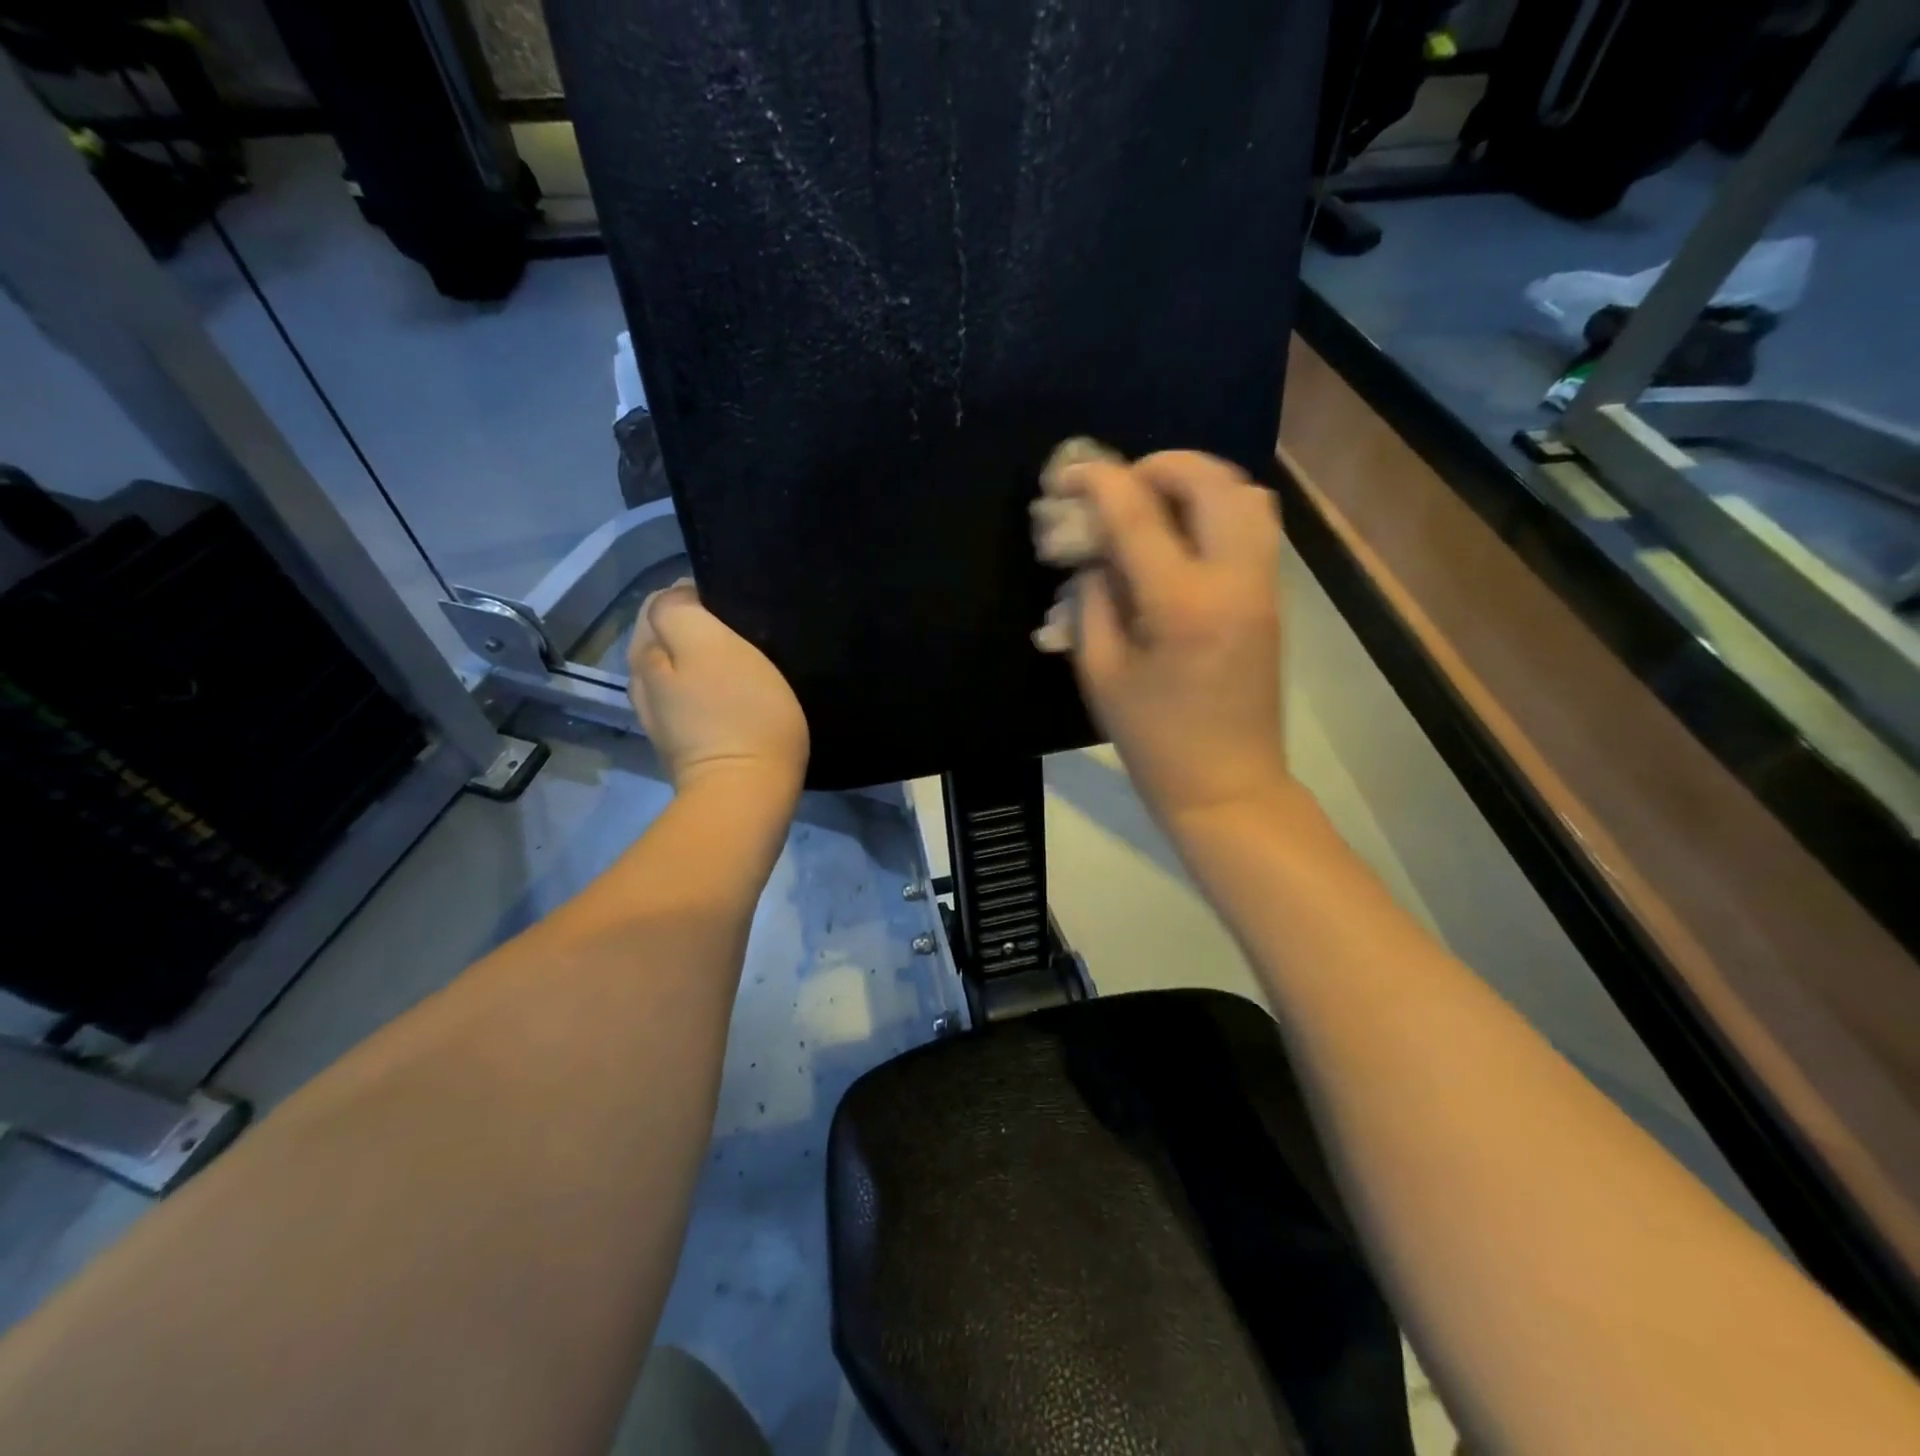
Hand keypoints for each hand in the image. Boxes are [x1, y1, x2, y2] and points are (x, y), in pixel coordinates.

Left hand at [627, 581, 809, 794]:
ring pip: (681, 666)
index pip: (663, 600)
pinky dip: (713, 687)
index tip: (739, 608)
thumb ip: (683, 610)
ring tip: (746, 661)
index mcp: (645, 653)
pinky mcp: (687, 741)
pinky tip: (739, 694)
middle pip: (668, 634)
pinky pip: (695, 696)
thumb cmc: (739, 714)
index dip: (700, 594)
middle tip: (746, 634)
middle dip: (701, 625)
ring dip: (708, 657)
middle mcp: (643, 682)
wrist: (748, 794)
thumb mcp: (712, 646)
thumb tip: (680, 595)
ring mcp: (663, 716)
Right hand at [1057, 450, 1288, 829]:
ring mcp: (1262, 586)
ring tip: (1154, 504)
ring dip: (1197, 482)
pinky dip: (1216, 509)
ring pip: (1246, 495)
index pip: (1138, 514)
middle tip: (1121, 485)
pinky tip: (1179, 538)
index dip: (1099, 481)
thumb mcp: (1101, 672)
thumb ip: (1092, 600)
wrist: (1227, 785)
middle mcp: (1233, 580)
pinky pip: (1253, 526)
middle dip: (1160, 466)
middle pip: (1212, 481)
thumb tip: (1093, 553)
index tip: (1069, 470)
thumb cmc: (1153, 740)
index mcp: (1181, 604)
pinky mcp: (1271, 598)